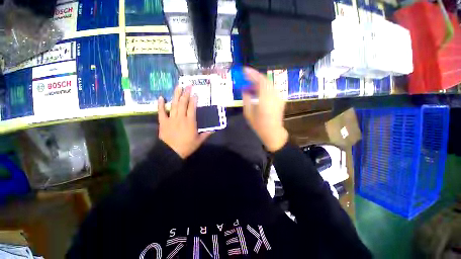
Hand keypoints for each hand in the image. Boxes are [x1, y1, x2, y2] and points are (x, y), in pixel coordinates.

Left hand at [158, 86, 211, 158]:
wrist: (171, 152)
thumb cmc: (187, 146)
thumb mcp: (199, 141)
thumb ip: (206, 134)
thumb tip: (214, 130)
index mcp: (190, 122)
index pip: (192, 108)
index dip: (194, 100)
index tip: (195, 93)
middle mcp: (181, 118)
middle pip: (183, 103)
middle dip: (186, 93)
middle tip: (187, 85)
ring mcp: (171, 119)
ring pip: (174, 105)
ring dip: (176, 95)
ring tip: (178, 87)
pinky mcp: (163, 122)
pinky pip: (161, 112)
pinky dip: (160, 104)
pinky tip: (161, 97)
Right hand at [242, 67, 288, 151]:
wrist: (273, 133)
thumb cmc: (259, 125)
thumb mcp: (248, 113)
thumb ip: (246, 99)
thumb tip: (244, 89)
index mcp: (265, 100)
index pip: (260, 81)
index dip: (252, 74)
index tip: (244, 70)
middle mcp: (274, 96)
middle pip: (265, 80)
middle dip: (254, 76)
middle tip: (245, 77)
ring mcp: (278, 97)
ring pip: (268, 83)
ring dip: (258, 82)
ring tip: (250, 85)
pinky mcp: (280, 99)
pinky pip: (271, 88)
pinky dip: (263, 87)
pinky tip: (257, 91)